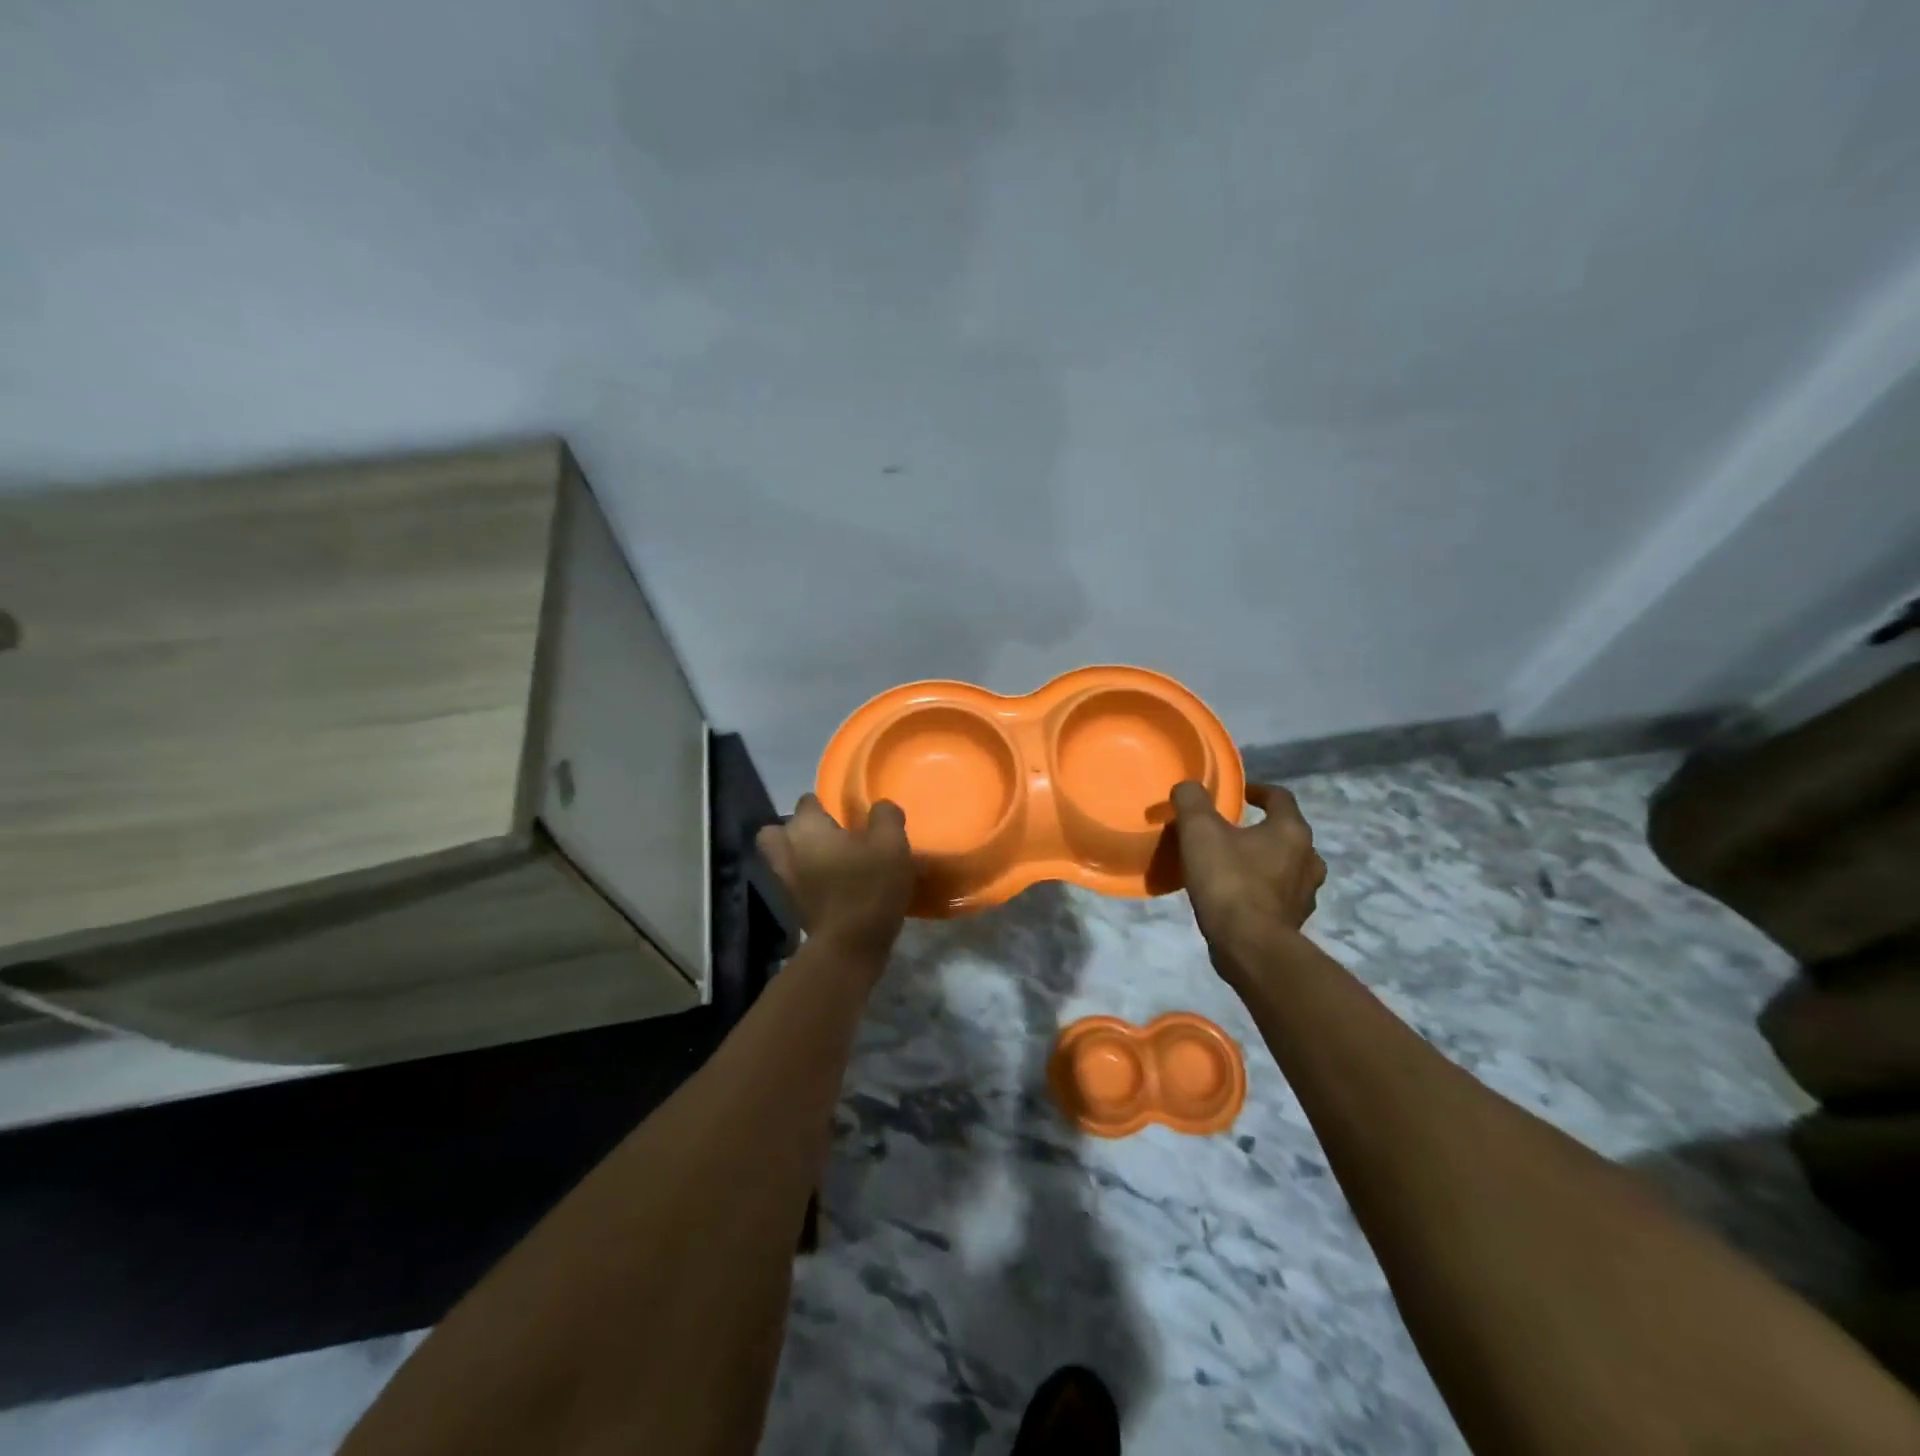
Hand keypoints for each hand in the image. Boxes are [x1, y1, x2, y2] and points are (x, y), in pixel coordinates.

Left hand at [758, 794, 913, 960]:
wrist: (849, 947)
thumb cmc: (868, 887)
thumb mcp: (892, 843)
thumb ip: (886, 816)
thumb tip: (881, 807)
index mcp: (807, 827)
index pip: (808, 801)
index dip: (825, 803)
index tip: (846, 813)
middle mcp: (788, 850)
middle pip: (779, 830)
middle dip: (798, 829)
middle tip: (828, 835)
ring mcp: (785, 880)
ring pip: (782, 857)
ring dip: (799, 854)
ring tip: (829, 859)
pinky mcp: (792, 906)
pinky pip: (794, 881)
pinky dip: (807, 879)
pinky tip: (833, 884)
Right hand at [1170, 781, 1325, 950]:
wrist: (1250, 946)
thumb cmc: (1229, 881)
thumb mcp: (1199, 831)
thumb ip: (1192, 801)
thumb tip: (1188, 787)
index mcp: (1291, 830)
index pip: (1280, 797)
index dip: (1258, 790)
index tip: (1238, 794)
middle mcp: (1308, 858)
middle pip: (1287, 833)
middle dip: (1262, 829)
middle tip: (1231, 832)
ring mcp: (1305, 893)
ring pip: (1287, 866)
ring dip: (1265, 861)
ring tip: (1235, 865)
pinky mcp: (1294, 921)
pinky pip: (1279, 895)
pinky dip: (1262, 890)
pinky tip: (1237, 897)